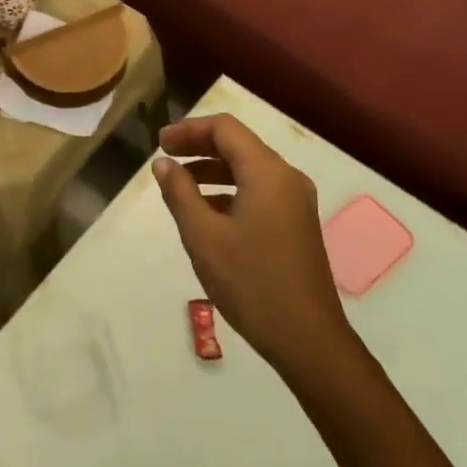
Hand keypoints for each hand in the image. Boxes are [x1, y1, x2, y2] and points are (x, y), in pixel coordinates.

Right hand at [152, 114, 349, 378]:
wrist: (306, 337)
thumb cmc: (251, 282)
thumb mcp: (203, 236)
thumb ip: (180, 193)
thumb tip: (163, 163)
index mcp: (267, 172)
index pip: (226, 129)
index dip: (189, 129)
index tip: (160, 143)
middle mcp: (287, 178)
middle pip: (239, 145)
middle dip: (199, 146)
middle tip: (165, 158)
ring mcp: (296, 202)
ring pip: (249, 170)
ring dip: (213, 170)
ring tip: (179, 185)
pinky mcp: (297, 224)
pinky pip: (259, 192)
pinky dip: (230, 191)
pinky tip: (206, 213)